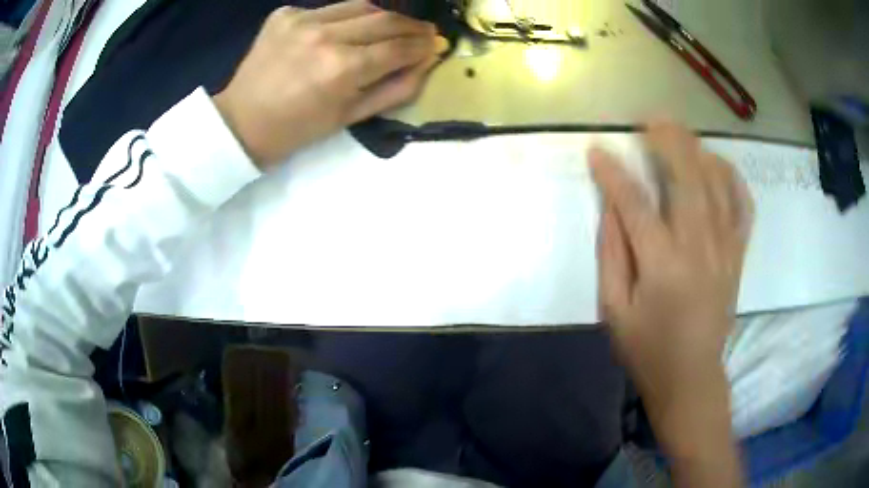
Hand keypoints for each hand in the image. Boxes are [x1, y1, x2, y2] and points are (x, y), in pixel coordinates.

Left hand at [213, 0, 447, 167]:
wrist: (240, 122)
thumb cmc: (297, 130)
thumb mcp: (350, 118)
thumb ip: (395, 89)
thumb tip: (426, 63)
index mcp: (342, 69)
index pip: (398, 47)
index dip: (423, 44)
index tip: (436, 44)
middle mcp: (325, 35)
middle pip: (384, 18)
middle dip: (411, 25)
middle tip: (423, 32)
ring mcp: (302, 20)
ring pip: (361, 5)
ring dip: (382, 16)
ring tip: (389, 29)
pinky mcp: (285, 14)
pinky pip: (330, 9)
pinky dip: (346, 18)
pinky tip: (343, 32)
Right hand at [590, 121, 752, 453]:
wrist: (691, 376)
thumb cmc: (647, 348)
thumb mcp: (614, 310)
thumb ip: (612, 254)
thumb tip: (611, 207)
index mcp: (662, 265)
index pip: (634, 203)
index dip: (613, 172)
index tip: (596, 149)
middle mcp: (699, 247)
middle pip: (687, 177)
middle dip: (667, 140)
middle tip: (649, 120)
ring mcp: (725, 248)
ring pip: (717, 183)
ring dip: (697, 149)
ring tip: (680, 132)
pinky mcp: (738, 254)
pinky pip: (742, 205)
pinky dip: (733, 178)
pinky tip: (718, 163)